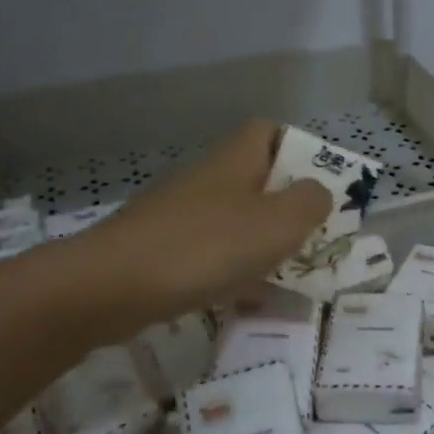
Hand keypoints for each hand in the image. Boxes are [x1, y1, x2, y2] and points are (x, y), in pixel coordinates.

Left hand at [78, 121, 331, 321]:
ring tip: (292, 274)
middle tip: (316, 236)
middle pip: (257, 180)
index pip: (270, 132)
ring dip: (264, 244)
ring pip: (236, 221)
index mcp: (236, 160)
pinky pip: (212, 255)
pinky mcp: (162, 250)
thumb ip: (311, 202)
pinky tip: (248, 301)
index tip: (323, 183)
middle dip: (289, 207)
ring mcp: (181, 215)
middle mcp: (208, 179)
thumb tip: (318, 193)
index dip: (300, 150)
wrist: (110, 286)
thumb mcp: (278, 223)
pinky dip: (235, 273)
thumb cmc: (206, 246)